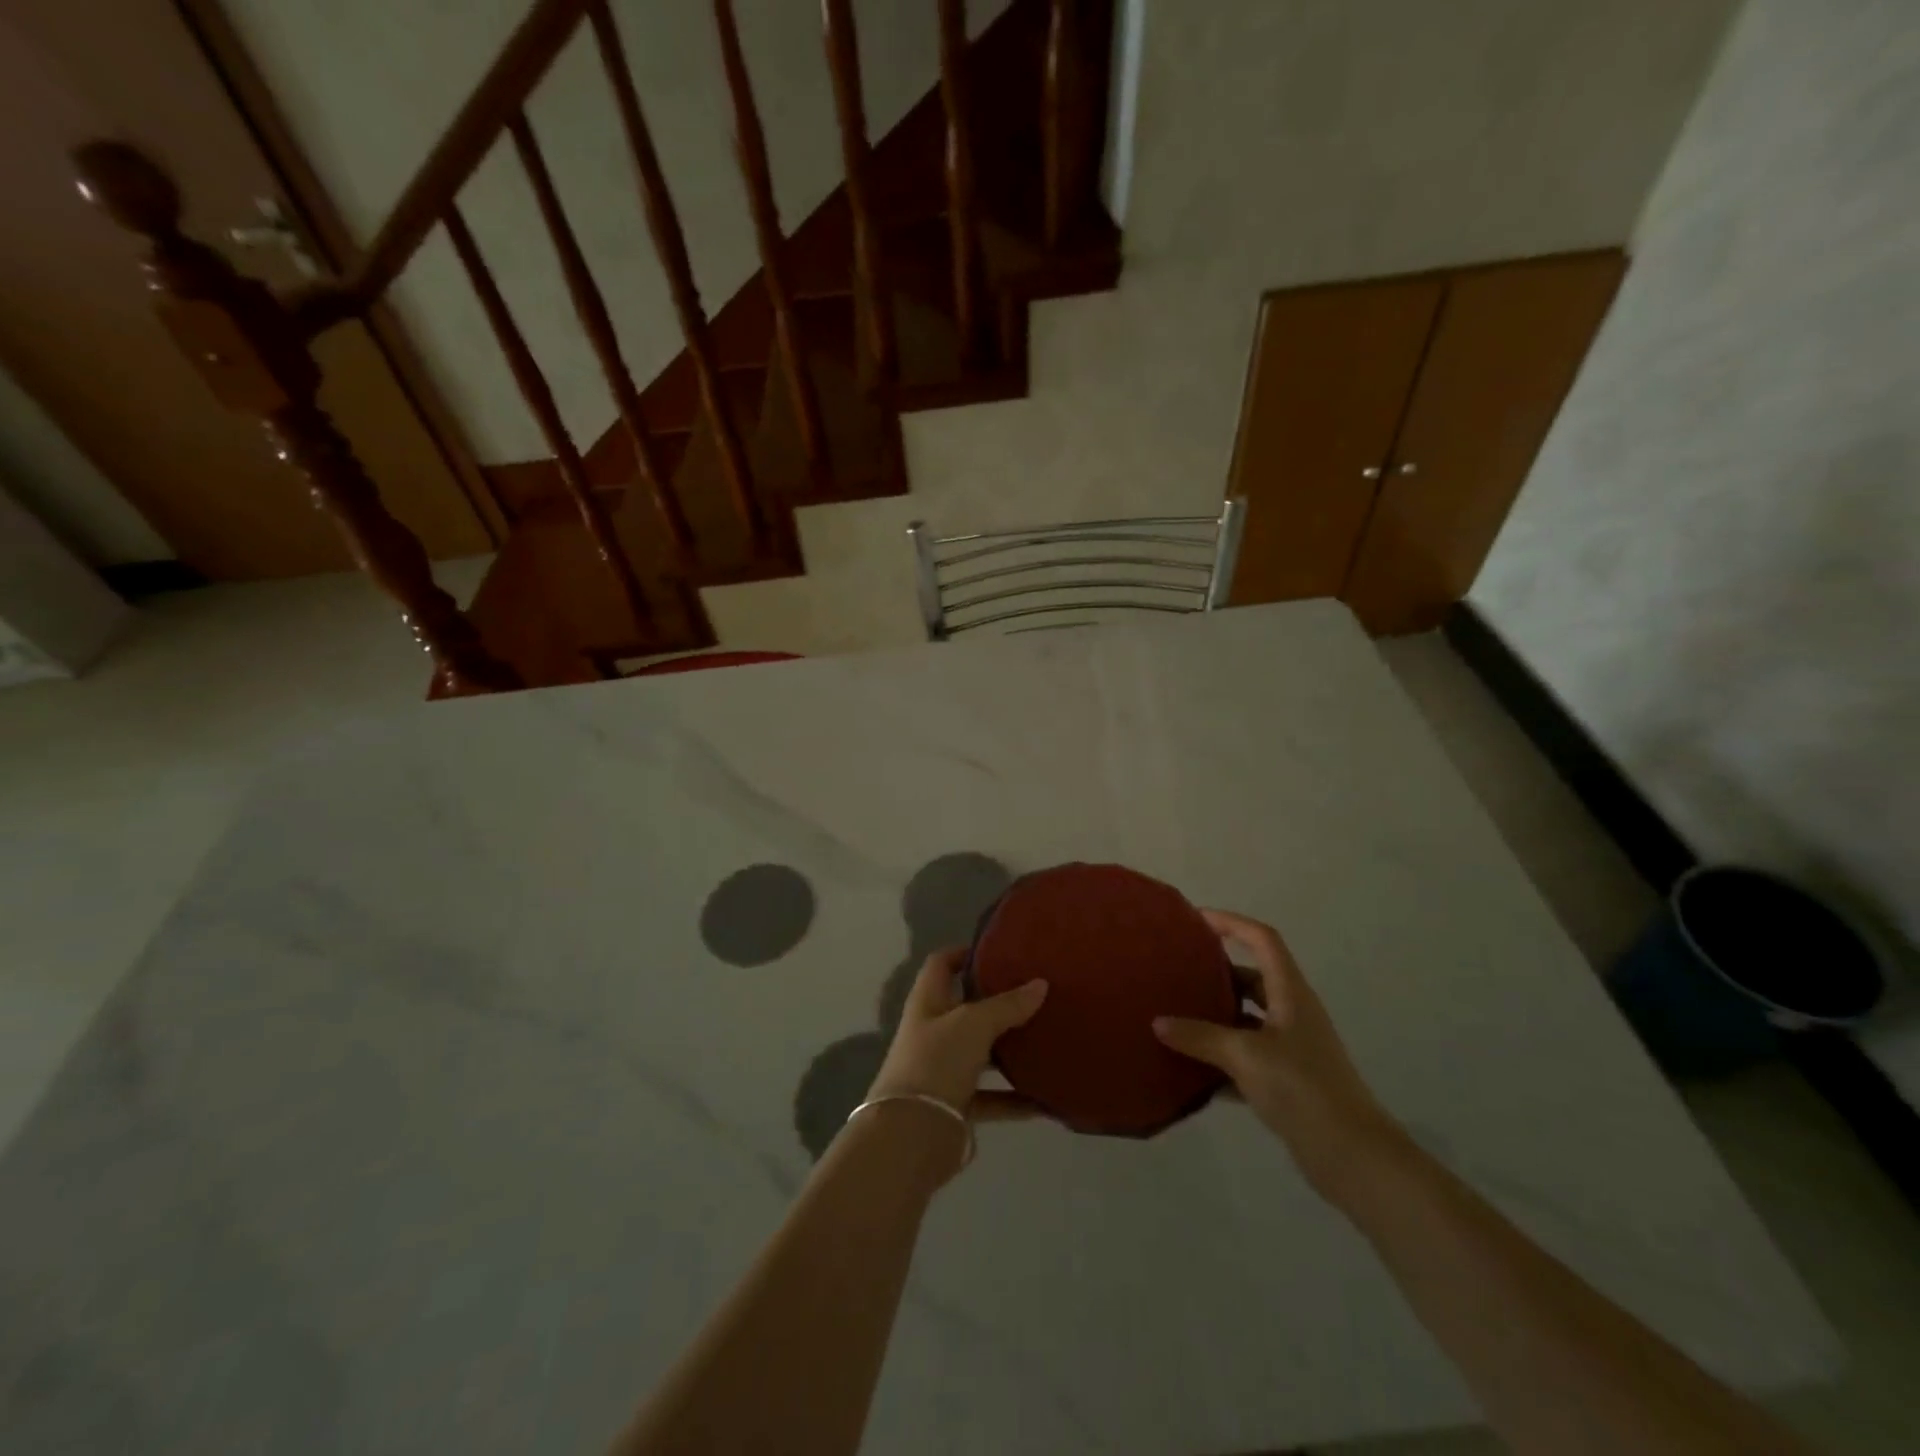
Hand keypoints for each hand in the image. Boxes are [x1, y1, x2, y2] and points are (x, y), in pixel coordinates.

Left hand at [866, 947, 1048, 1126]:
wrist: (911, 1135)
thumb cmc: (936, 1062)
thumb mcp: (973, 1024)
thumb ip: (1007, 1005)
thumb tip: (1040, 984)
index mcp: (928, 1002)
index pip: (942, 964)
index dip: (964, 952)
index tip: (998, 950)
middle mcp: (933, 1032)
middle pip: (966, 1008)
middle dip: (997, 1001)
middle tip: (1036, 992)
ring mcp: (944, 1069)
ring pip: (982, 1053)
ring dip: (1010, 1050)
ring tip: (1047, 1039)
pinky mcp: (957, 1105)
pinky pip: (993, 1097)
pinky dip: (1016, 1099)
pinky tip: (1046, 1099)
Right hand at [1154, 909, 1408, 1201]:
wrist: (1353, 1157)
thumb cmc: (1303, 1088)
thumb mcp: (1245, 1056)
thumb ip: (1200, 1037)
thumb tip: (1158, 1022)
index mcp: (1290, 994)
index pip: (1262, 940)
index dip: (1231, 923)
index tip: (1195, 920)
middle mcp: (1293, 1013)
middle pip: (1251, 978)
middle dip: (1215, 972)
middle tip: (1175, 971)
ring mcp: (1291, 1048)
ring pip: (1246, 1019)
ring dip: (1215, 1017)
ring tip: (1174, 1016)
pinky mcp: (1287, 1081)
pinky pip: (1246, 1057)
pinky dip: (1221, 1059)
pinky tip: (1191, 1070)